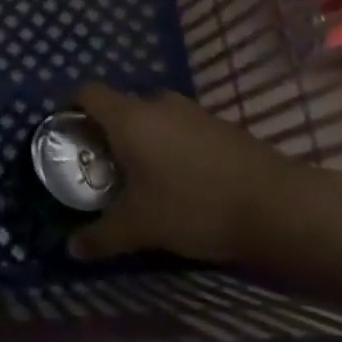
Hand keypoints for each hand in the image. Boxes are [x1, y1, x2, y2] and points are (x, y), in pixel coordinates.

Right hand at [67, 83, 341, 295]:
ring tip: (139, 179)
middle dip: (105, 134)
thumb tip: (70, 249)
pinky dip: (167, 145)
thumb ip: (101, 236)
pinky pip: (177, 127)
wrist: (276, 203)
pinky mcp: (216, 124)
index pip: (87, 92)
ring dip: (140, 140)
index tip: (65, 135)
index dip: (70, 108)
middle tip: (100, 169)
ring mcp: (190, 110)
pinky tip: (178, 180)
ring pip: (150, 118)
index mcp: (129, 117)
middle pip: (118, 107)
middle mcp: (156, 103)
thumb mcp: (141, 227)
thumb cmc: (194, 206)